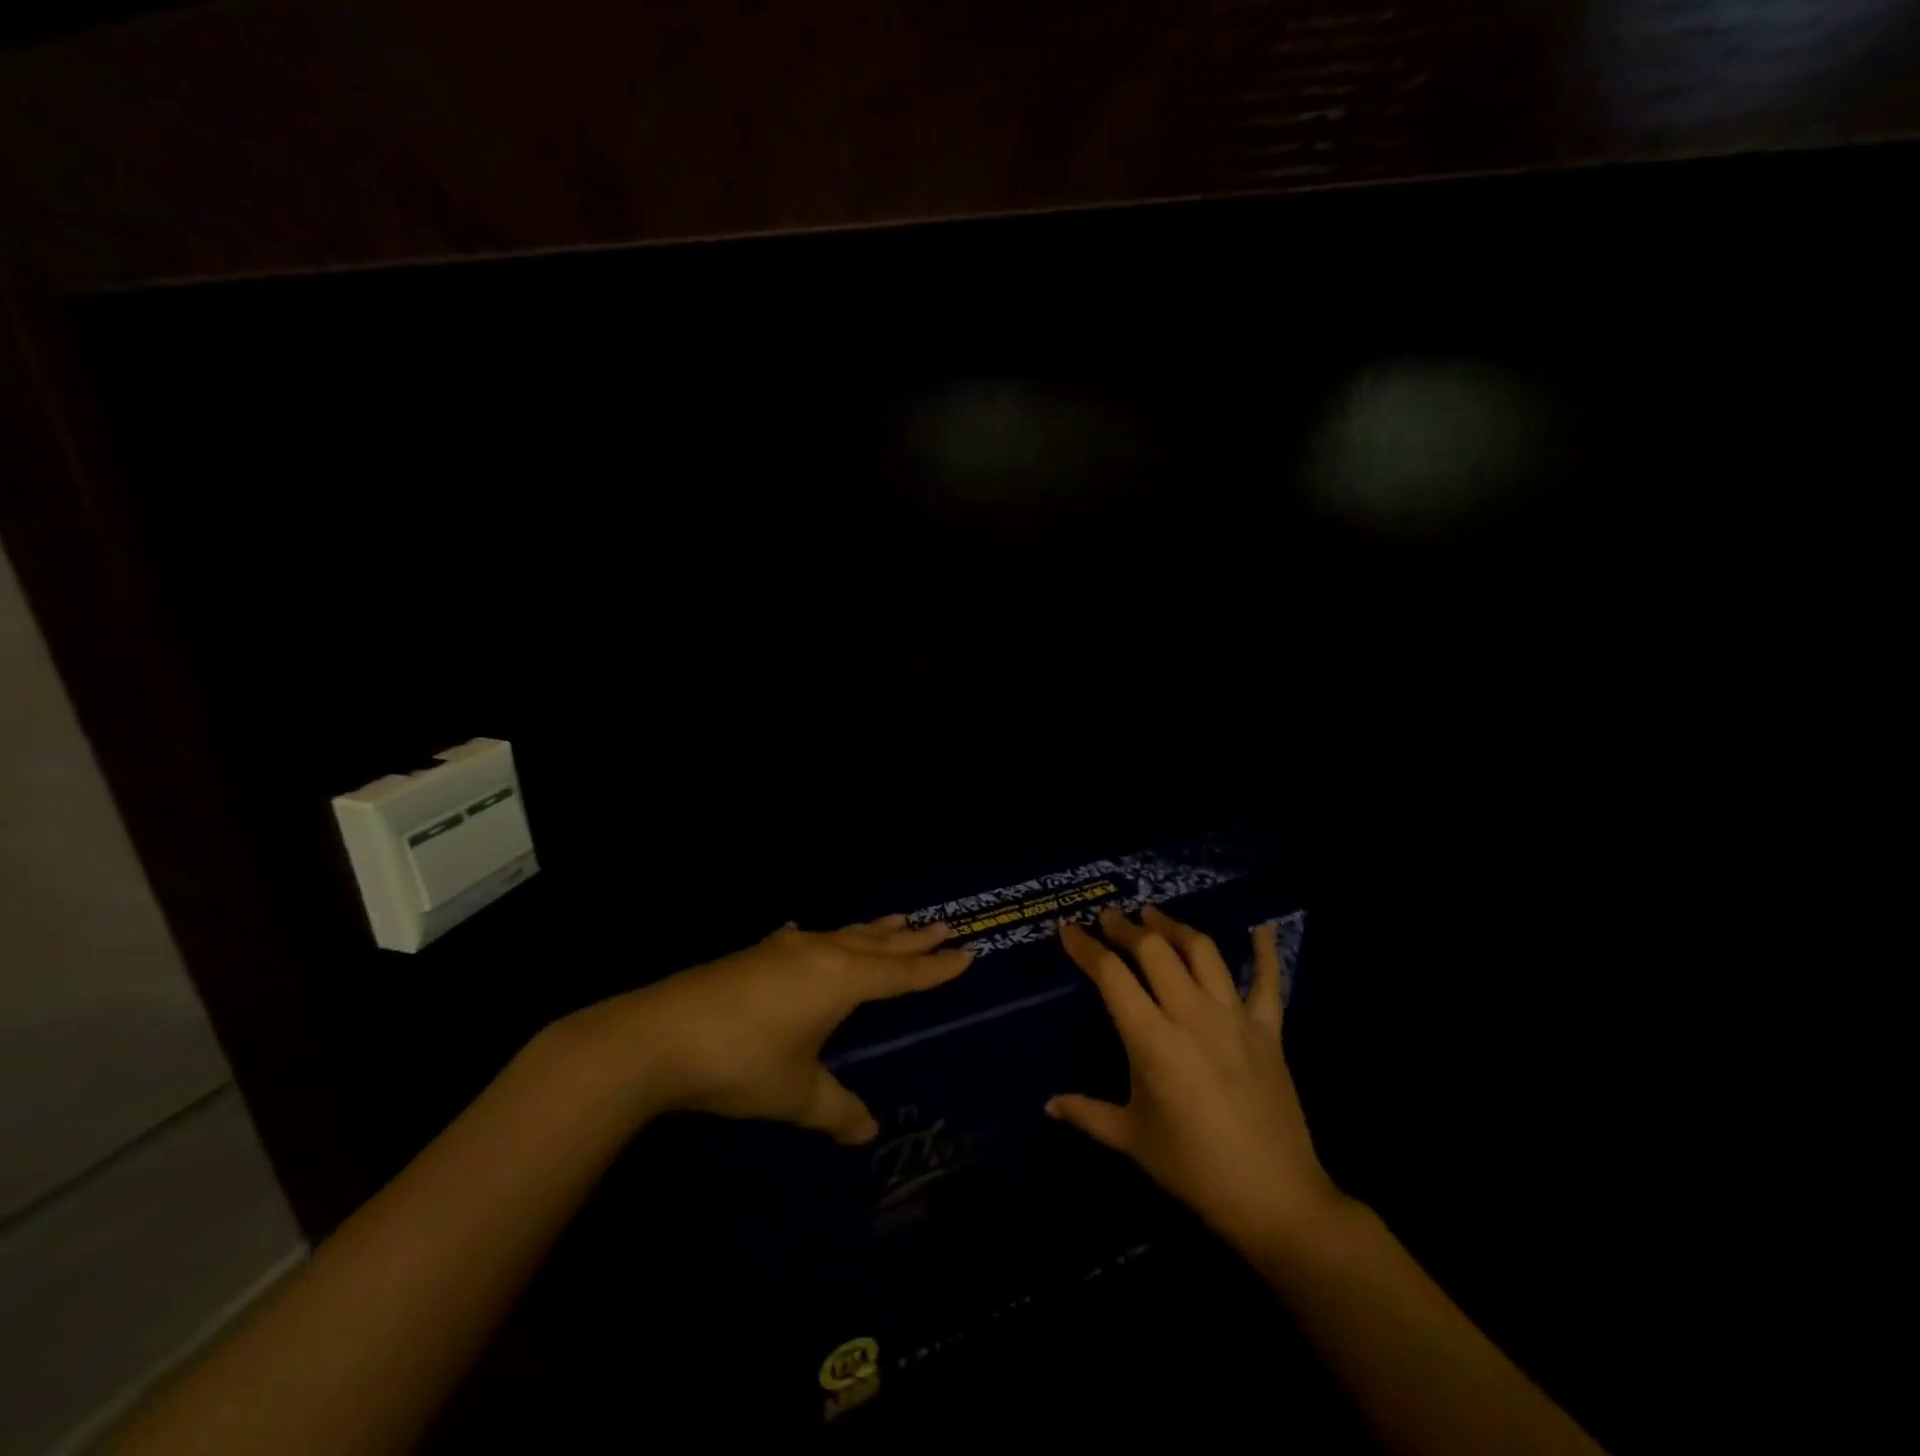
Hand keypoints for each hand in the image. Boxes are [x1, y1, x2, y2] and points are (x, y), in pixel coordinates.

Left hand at [575, 915, 970, 1143]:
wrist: (658, 1036)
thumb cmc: (740, 1064)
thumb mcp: (796, 1094)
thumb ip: (836, 1111)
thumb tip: (866, 1133)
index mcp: (841, 980)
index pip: (901, 973)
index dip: (935, 967)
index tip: (967, 952)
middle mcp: (820, 954)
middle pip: (878, 943)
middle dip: (912, 939)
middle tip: (943, 925)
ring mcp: (785, 949)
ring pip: (843, 934)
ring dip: (873, 930)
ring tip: (898, 919)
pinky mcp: (755, 954)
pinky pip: (804, 939)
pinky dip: (821, 937)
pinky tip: (806, 932)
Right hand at [1048, 904, 1348, 1253]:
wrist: (1274, 1198)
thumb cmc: (1194, 1169)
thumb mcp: (1132, 1139)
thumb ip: (1087, 1114)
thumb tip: (1049, 1105)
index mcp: (1152, 1040)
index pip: (1111, 975)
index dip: (1086, 947)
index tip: (1068, 929)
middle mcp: (1191, 1015)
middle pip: (1155, 950)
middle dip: (1127, 927)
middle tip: (1110, 917)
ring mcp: (1233, 1017)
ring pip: (1202, 952)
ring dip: (1175, 927)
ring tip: (1155, 916)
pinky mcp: (1268, 1030)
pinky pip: (1269, 981)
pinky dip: (1265, 951)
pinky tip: (1262, 927)